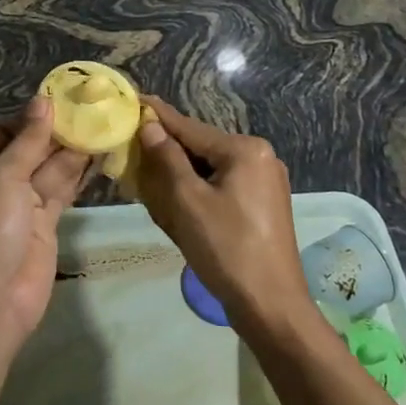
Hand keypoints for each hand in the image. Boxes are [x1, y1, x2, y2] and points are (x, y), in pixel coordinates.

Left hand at [0, 97, 90, 351]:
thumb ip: (28, 141)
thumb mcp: (2, 177)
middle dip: (57, 131)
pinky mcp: (46, 224)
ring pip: (50, 168)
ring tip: (104, 122)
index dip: (32, 116)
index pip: (4, 132)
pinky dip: (80, 174)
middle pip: (30, 148)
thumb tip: (43, 102)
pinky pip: (63, 191)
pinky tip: (101, 153)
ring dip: (74, 149)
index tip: (64, 98)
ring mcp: (22, 204)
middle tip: (93, 106)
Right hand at [135, 96, 311, 329]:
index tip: (135, 99)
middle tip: (134, 152)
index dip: (159, 117)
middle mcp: (260, 157)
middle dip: (167, 153)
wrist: (271, 306)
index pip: (190, 128)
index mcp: (245, 150)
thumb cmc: (226, 248)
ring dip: (180, 175)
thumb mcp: (188, 201)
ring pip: (210, 169)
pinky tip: (177, 203)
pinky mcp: (263, 205)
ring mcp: (265, 182)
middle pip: (201, 148)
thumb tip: (151, 125)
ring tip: (149, 179)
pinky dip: (198, 191)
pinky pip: (222, 187)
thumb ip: (167, 158)